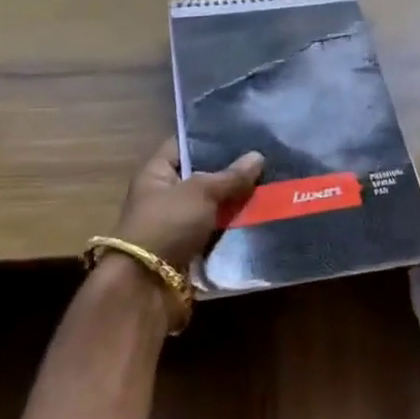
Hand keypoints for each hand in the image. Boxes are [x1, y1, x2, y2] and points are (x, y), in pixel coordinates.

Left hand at [113, 138, 264, 271]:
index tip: (242, 131)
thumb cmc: (167, 225)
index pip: (183, 145)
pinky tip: (263, 217)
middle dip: (232, 172)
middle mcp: (165, 197)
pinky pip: (217, 233)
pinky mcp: (190, 251)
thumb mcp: (201, 192)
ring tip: (272, 187)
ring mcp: (177, 225)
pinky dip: (235, 229)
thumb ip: (230, 176)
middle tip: (267, 159)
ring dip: (237, 203)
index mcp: (156, 174)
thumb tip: (258, 156)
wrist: (147, 287)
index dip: (209, 137)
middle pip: (203, 177)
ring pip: (214, 207)